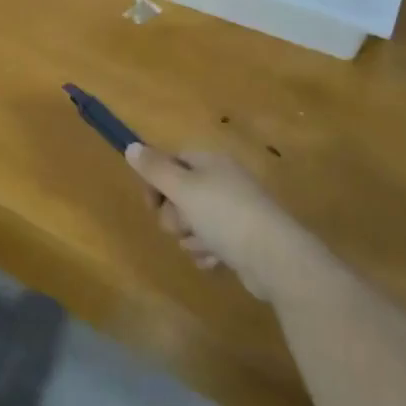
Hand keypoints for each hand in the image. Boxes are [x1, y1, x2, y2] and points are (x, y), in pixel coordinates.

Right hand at [125, 143, 320, 301]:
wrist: (274, 257)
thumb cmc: (224, 215)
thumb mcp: (183, 188)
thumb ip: (154, 169)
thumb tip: (131, 145)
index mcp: (210, 162)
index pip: (172, 162)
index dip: (156, 183)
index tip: (151, 204)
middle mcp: (222, 181)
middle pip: (179, 195)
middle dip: (175, 216)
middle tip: (185, 225)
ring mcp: (234, 211)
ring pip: (192, 223)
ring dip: (191, 238)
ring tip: (205, 245)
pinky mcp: (241, 239)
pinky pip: (210, 243)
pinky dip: (208, 252)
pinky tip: (216, 259)